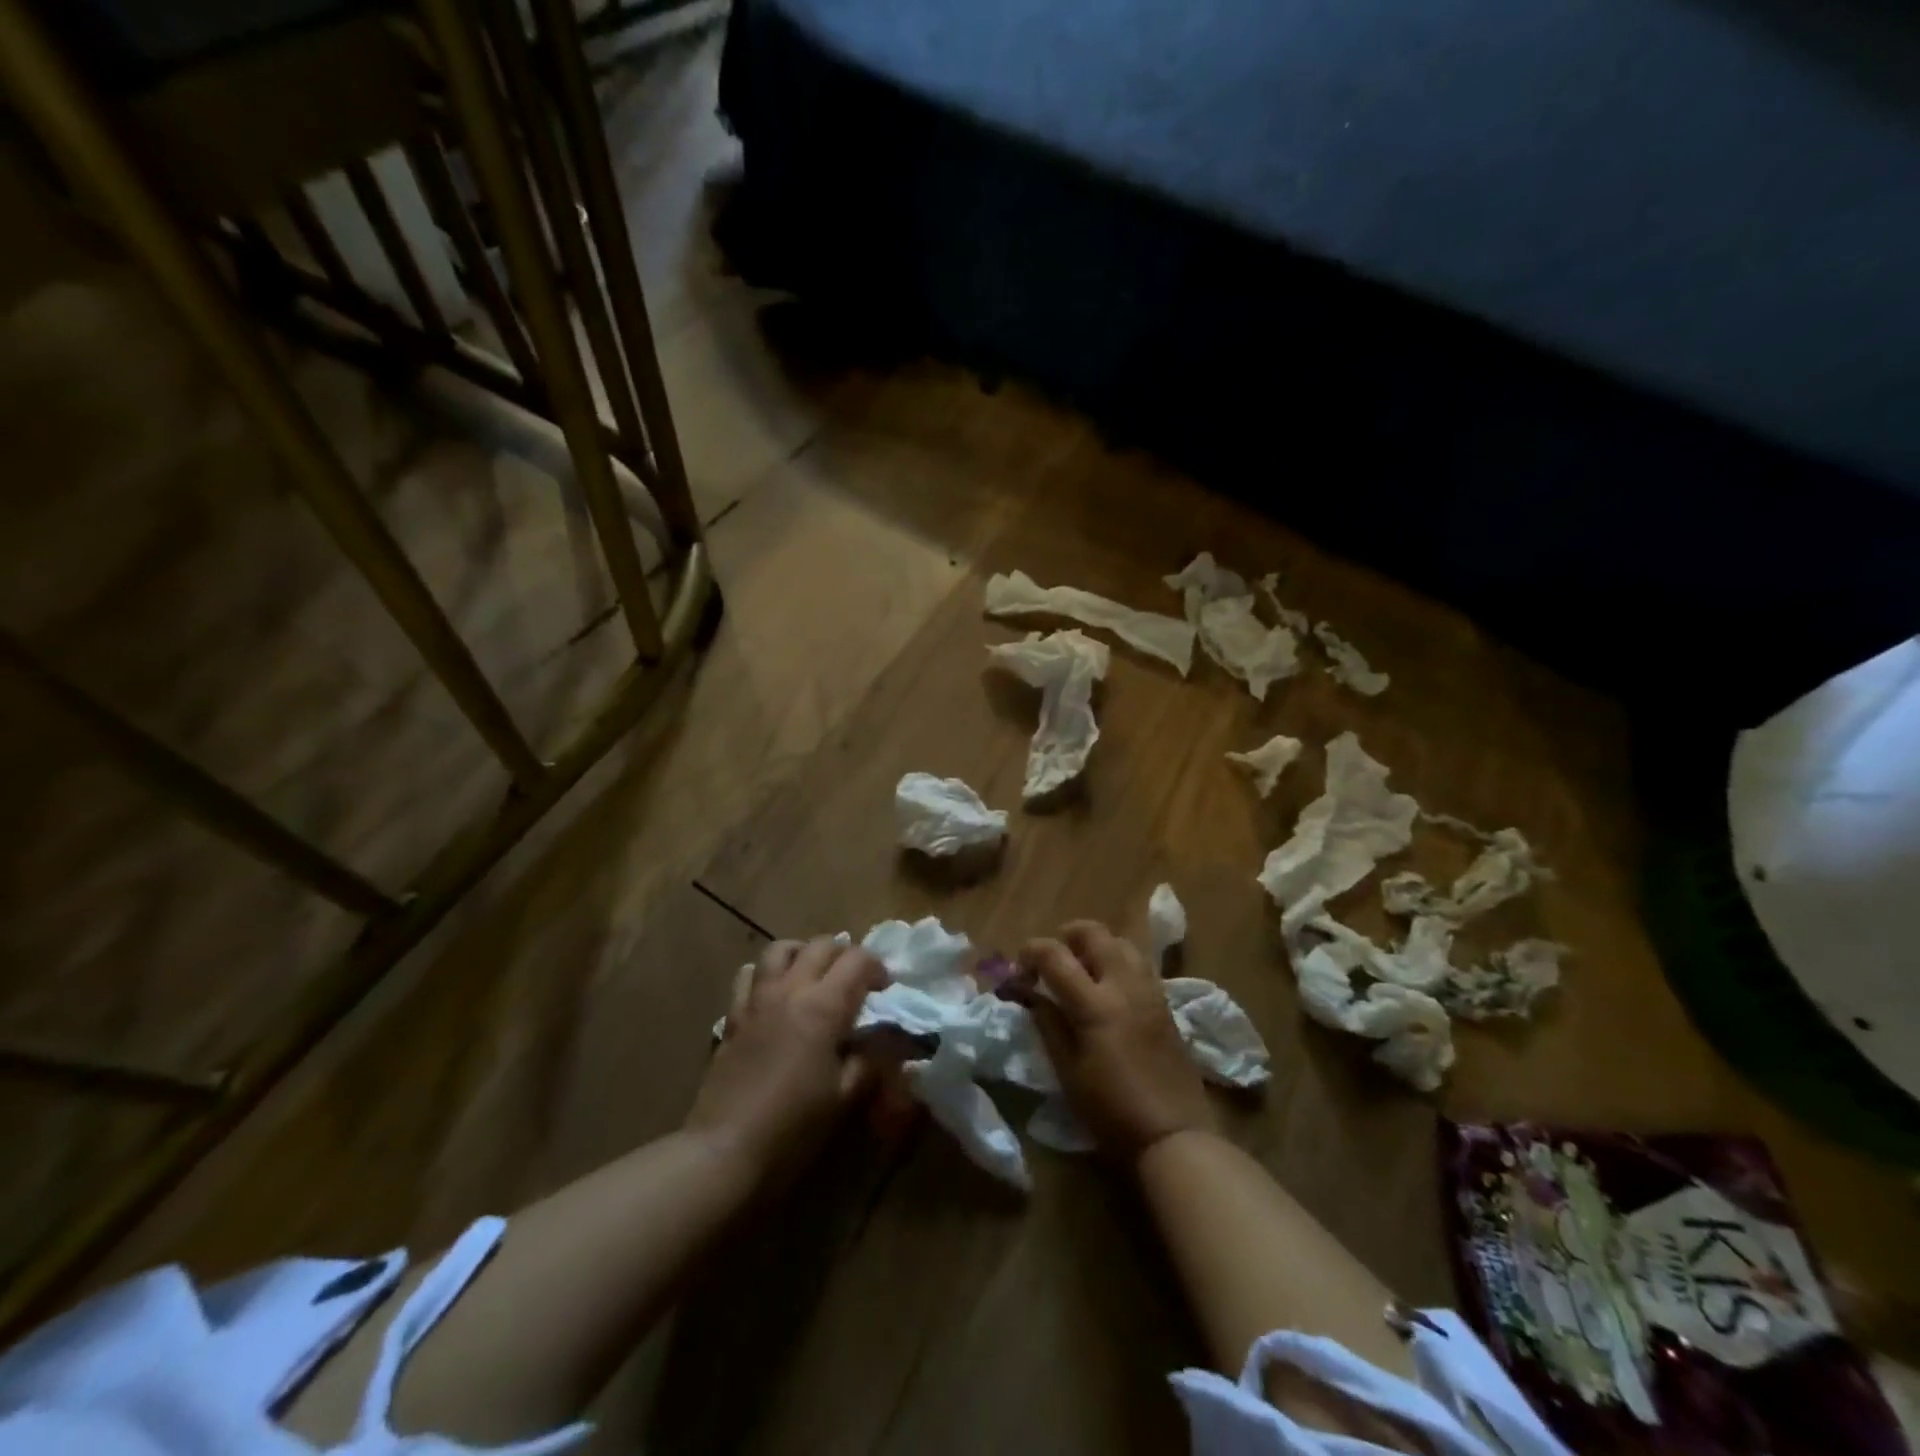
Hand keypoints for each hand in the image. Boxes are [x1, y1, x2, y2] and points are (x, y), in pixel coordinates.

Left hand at [686, 937, 887, 1187]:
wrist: (725, 1150)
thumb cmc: (794, 1126)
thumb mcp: (845, 1095)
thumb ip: (871, 1059)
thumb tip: (887, 1038)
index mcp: (824, 1006)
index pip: (858, 960)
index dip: (877, 967)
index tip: (885, 990)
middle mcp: (791, 990)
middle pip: (822, 945)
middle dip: (845, 955)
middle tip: (855, 981)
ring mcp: (757, 1000)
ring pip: (781, 949)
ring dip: (804, 953)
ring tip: (814, 974)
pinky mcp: (733, 1017)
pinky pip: (748, 975)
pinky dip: (765, 973)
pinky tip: (774, 993)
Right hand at [1017, 920, 1217, 1162]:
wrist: (1173, 1133)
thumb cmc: (1111, 1110)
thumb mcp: (1068, 1071)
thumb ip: (1048, 1025)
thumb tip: (1031, 994)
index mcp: (1095, 1005)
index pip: (1055, 955)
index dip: (1031, 951)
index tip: (1020, 967)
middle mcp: (1124, 986)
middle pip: (1094, 933)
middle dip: (1067, 935)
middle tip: (1052, 957)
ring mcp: (1149, 990)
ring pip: (1121, 941)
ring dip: (1096, 944)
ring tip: (1082, 967)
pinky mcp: (1165, 1002)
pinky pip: (1138, 962)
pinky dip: (1118, 959)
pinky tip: (1109, 985)